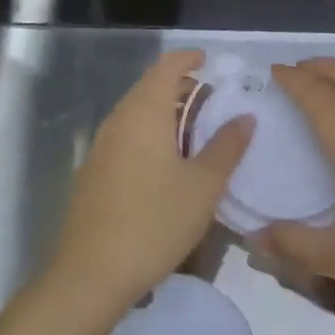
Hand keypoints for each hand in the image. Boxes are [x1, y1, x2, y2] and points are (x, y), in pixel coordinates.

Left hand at [49, 50, 251, 313]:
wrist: (90, 276)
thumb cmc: (154, 222)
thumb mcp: (203, 187)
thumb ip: (226, 147)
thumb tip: (245, 116)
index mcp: (144, 112)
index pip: (166, 67)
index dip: (188, 59)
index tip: (209, 62)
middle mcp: (119, 120)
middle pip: (150, 87)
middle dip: (180, 87)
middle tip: (211, 103)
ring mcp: (101, 146)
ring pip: (136, 113)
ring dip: (165, 113)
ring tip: (195, 134)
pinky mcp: (93, 172)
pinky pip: (126, 135)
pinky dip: (149, 134)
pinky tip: (167, 164)